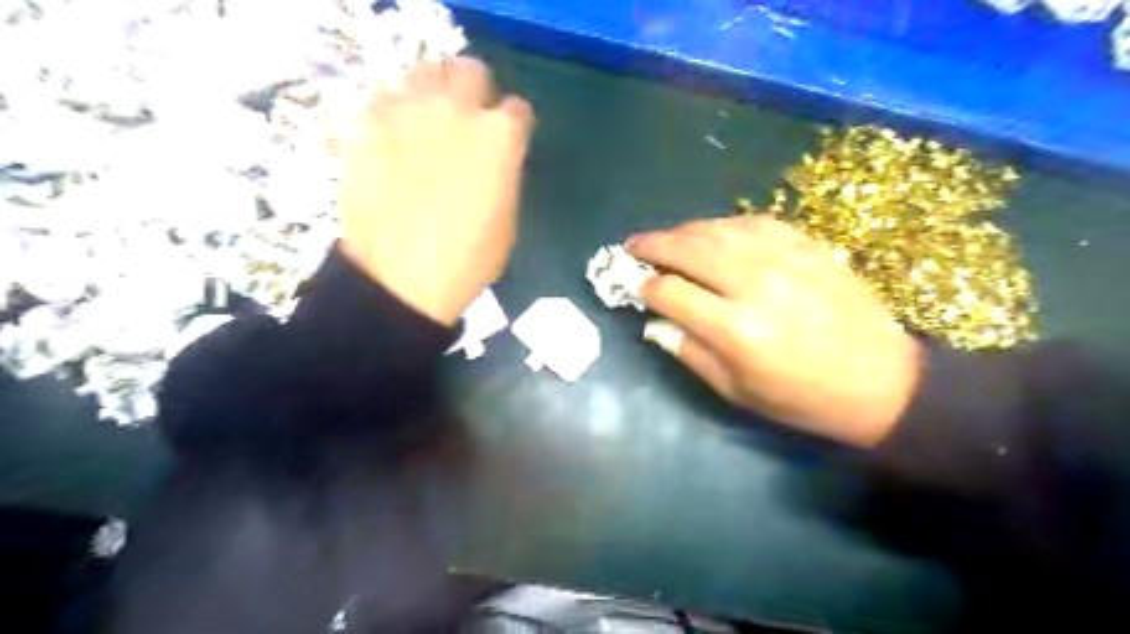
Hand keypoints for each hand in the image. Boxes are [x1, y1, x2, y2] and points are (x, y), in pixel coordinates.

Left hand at [334, 58, 534, 326]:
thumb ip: (504, 171)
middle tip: (466, 120)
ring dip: (431, 91)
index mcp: (500, 137)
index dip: (514, 125)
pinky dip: (388, 109)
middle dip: (474, 93)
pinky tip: (389, 135)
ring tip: (424, 121)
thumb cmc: (468, 259)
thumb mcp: (507, 217)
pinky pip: (380, 95)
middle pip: (471, 71)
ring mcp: (407, 109)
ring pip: (424, 70)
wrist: (402, 279)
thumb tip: (495, 156)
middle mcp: (456, 109)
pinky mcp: (366, 121)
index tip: (507, 139)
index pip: (518, 109)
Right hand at [626, 215, 925, 448]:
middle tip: (631, 245)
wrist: (883, 381)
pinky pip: (754, 223)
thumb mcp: (737, 392)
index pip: (671, 292)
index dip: (644, 287)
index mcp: (736, 329)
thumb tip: (655, 323)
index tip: (633, 286)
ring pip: (718, 230)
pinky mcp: (808, 246)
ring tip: (665, 238)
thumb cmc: (803, 398)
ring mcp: (785, 258)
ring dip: (683, 231)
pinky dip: (724, 225)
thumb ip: (690, 353)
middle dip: (653, 245)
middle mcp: (755, 284)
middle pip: (689, 250)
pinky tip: (712, 233)